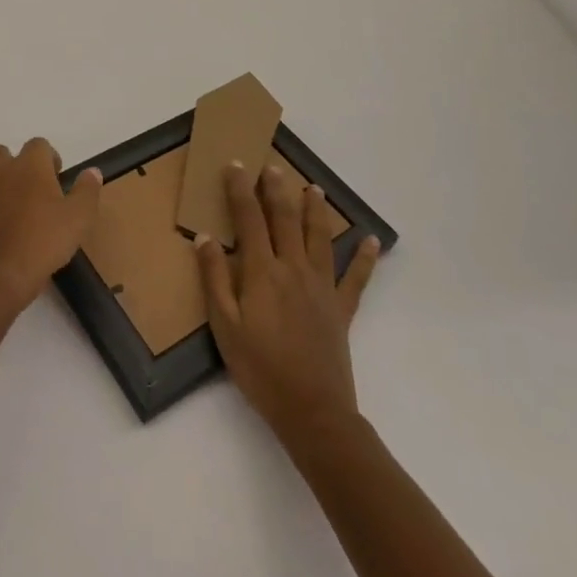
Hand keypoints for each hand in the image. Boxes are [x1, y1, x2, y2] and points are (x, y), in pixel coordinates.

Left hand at [0, 139, 101, 313]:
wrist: (0, 276)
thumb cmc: (44, 241)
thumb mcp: (79, 217)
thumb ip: (87, 190)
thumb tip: (92, 171)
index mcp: (30, 166)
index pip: (38, 144)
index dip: (49, 157)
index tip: (57, 177)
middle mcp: (2, 172)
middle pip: (1, 152)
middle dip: (14, 164)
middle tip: (31, 188)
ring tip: (9, 206)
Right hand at [198, 159, 379, 440]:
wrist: (312, 411)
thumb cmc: (260, 369)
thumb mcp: (224, 326)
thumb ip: (214, 278)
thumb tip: (204, 237)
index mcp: (262, 271)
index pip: (249, 218)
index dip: (241, 189)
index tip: (236, 165)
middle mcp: (293, 268)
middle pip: (285, 218)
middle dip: (277, 189)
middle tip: (272, 166)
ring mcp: (322, 286)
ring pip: (319, 236)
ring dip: (315, 209)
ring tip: (313, 187)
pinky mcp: (342, 308)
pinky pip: (356, 277)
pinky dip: (365, 258)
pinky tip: (372, 240)